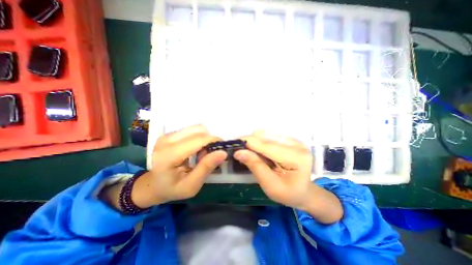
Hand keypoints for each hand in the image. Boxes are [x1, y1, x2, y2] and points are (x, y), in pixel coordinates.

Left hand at [135, 125, 227, 206]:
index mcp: (169, 155)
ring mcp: (167, 135)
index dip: (214, 142)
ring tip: (201, 153)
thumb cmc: (172, 189)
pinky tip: (195, 150)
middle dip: (210, 141)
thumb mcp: (191, 186)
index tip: (222, 150)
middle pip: (199, 130)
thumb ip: (206, 168)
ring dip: (204, 139)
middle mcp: (166, 140)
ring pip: (196, 128)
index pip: (198, 139)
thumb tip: (223, 152)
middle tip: (209, 156)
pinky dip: (199, 138)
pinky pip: (192, 130)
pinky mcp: (170, 134)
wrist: (153, 185)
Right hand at [235, 131, 343, 222]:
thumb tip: (238, 152)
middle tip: (238, 150)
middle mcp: (296, 144)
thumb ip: (255, 166)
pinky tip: (258, 151)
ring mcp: (294, 140)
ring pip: (266, 134)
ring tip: (248, 152)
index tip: (233, 144)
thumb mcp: (270, 185)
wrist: (304, 191)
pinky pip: (270, 136)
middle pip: (266, 137)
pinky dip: (260, 142)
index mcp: (295, 157)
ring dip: (254, 142)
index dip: (248, 143)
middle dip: (249, 142)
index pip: (267, 145)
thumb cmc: (289, 193)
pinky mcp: (289, 139)